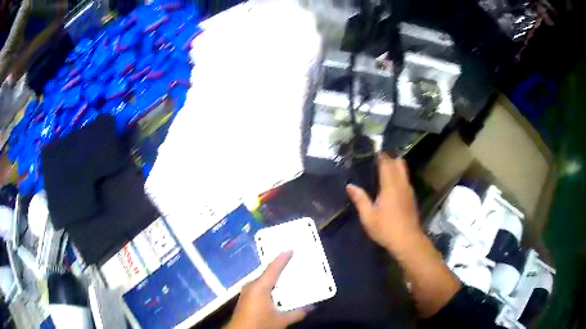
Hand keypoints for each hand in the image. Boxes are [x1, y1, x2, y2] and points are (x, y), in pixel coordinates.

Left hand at [225, 251, 307, 328]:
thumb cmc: (260, 324)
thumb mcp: (281, 320)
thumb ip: (298, 313)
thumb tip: (313, 307)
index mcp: (260, 287)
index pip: (273, 269)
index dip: (282, 258)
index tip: (291, 248)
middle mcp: (251, 286)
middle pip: (267, 272)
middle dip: (279, 266)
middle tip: (293, 260)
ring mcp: (247, 291)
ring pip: (263, 279)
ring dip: (274, 276)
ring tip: (287, 273)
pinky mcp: (246, 297)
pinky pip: (259, 285)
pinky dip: (269, 283)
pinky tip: (276, 288)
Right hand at [346, 153, 420, 250]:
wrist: (408, 241)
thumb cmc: (386, 229)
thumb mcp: (368, 217)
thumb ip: (360, 199)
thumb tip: (350, 186)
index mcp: (390, 186)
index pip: (387, 164)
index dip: (381, 156)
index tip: (374, 153)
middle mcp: (401, 184)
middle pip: (399, 163)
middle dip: (390, 158)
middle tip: (378, 161)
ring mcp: (409, 191)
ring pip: (404, 171)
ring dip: (396, 167)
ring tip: (384, 170)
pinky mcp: (412, 198)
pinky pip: (405, 180)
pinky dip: (399, 176)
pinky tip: (392, 185)